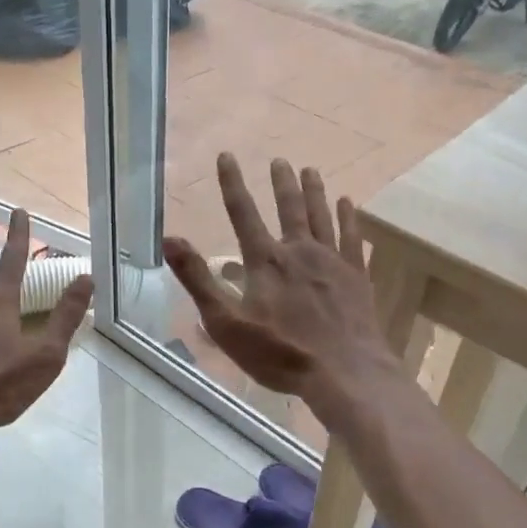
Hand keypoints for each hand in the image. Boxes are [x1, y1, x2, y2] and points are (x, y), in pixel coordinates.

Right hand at [164, 154, 398, 415]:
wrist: (344, 371)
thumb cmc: (280, 352)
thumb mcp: (226, 323)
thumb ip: (198, 280)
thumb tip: (169, 240)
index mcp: (265, 261)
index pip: (243, 212)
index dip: (232, 183)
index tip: (227, 156)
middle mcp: (299, 251)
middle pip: (288, 207)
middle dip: (281, 182)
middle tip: (279, 159)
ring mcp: (332, 261)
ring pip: (321, 216)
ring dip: (314, 191)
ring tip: (310, 170)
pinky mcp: (357, 276)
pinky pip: (352, 237)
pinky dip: (349, 218)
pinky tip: (349, 203)